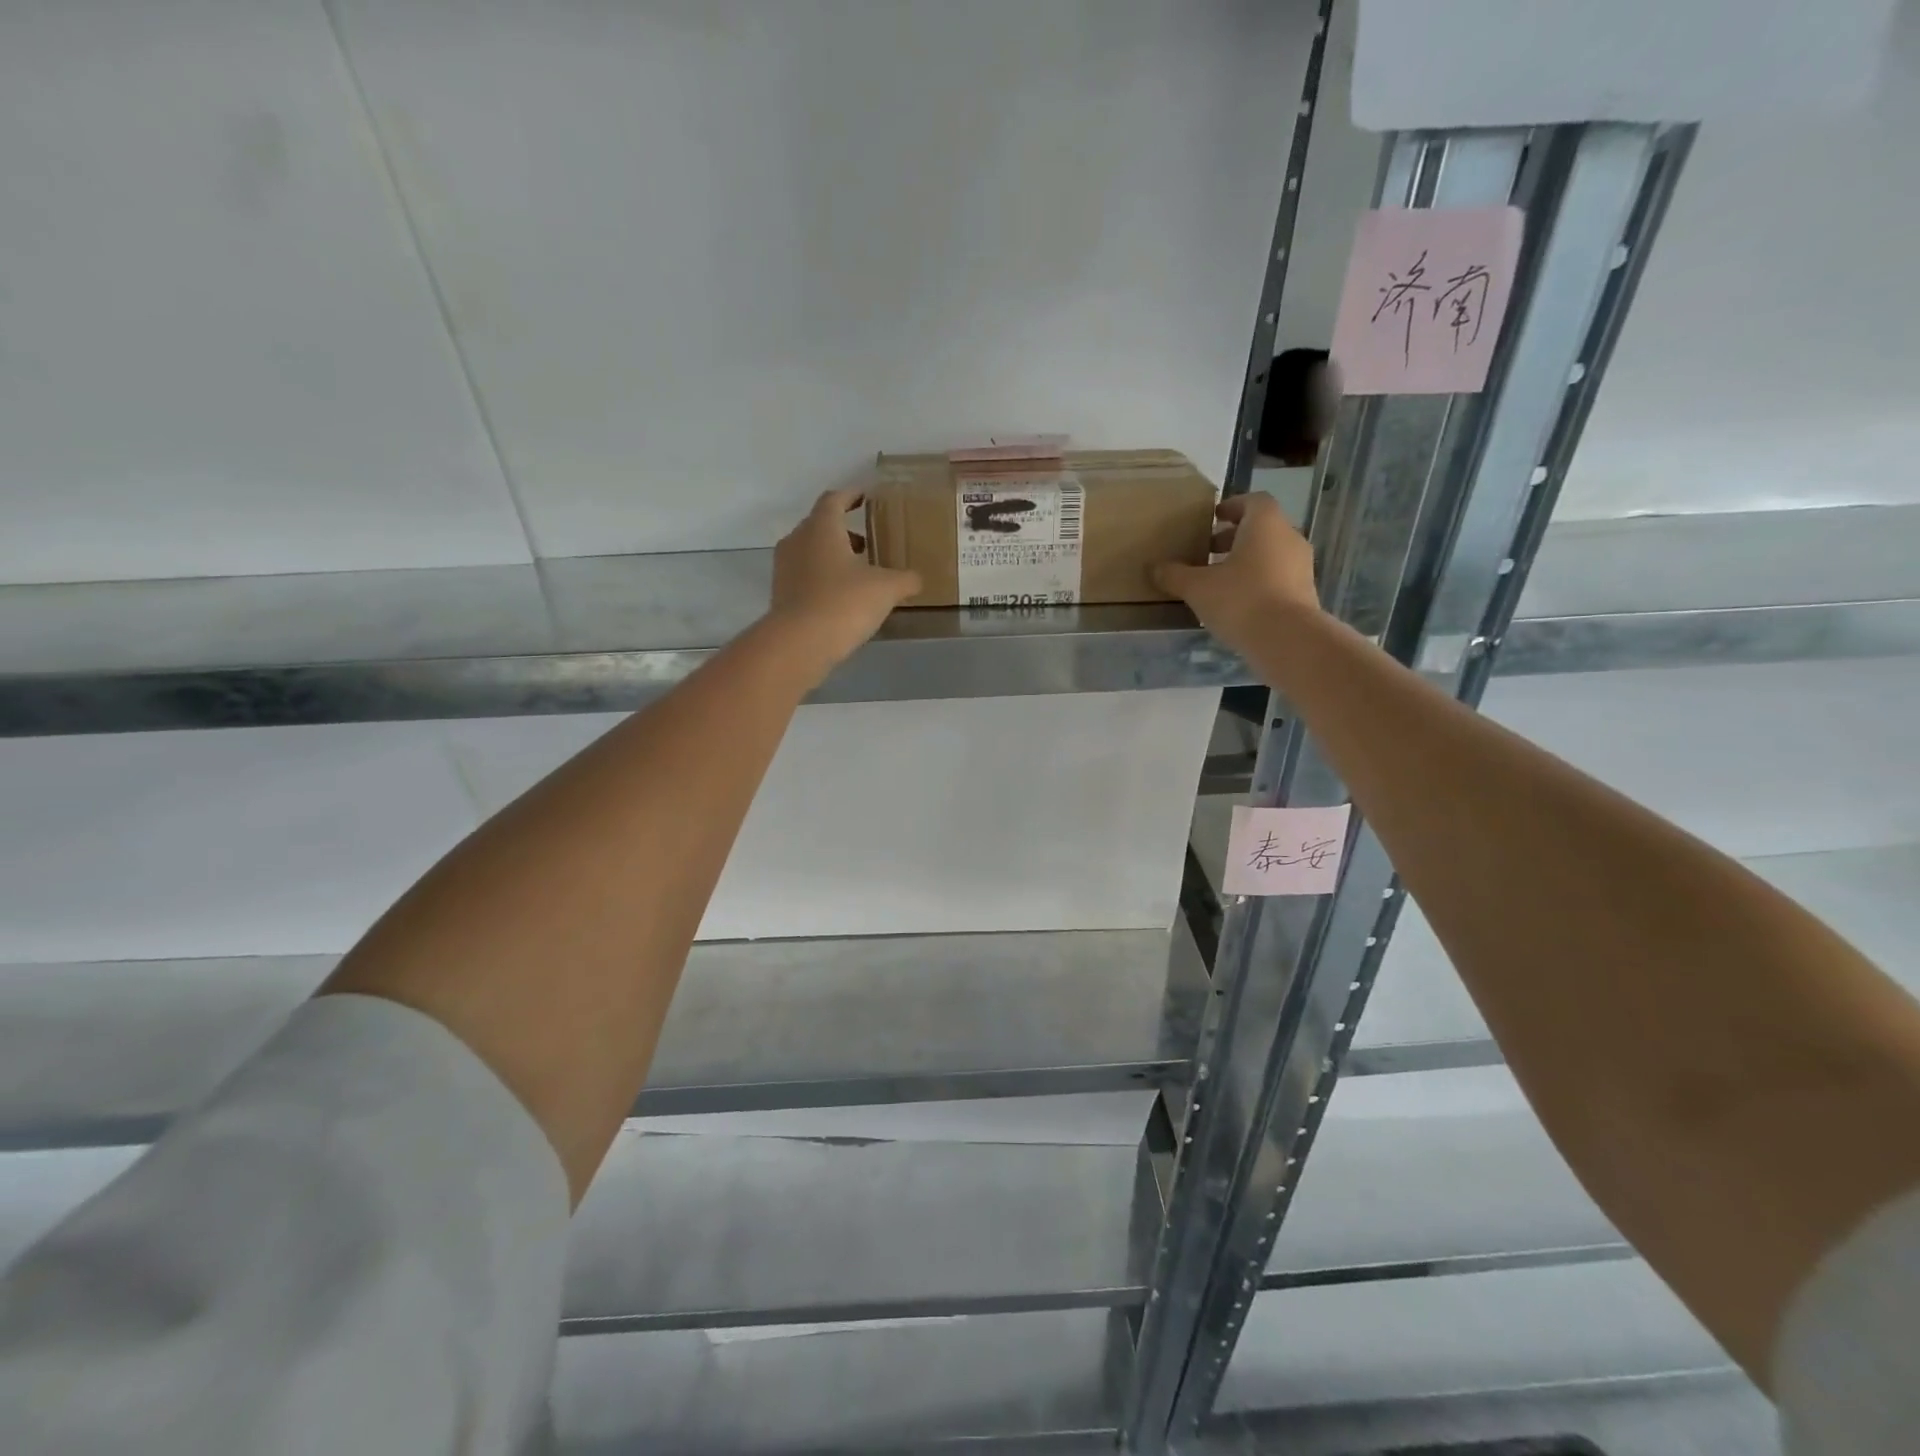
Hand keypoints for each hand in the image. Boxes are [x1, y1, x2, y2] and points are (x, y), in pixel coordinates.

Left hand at [768, 489, 922, 675]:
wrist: (799, 643)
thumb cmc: (844, 602)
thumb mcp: (886, 589)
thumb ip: (905, 579)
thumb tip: (917, 578)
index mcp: (821, 527)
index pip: (834, 499)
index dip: (851, 495)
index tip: (866, 497)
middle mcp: (798, 541)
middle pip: (820, 525)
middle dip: (844, 531)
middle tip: (868, 541)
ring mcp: (785, 568)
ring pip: (811, 552)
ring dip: (833, 556)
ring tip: (859, 572)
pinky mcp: (781, 595)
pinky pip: (805, 577)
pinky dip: (823, 579)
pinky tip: (843, 597)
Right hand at [1153, 493, 1320, 655]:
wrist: (1288, 640)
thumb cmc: (1241, 600)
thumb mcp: (1197, 588)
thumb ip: (1175, 575)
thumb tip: (1155, 568)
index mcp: (1265, 524)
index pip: (1253, 501)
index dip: (1232, 506)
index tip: (1213, 518)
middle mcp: (1289, 538)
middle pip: (1262, 528)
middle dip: (1235, 537)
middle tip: (1208, 551)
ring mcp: (1302, 566)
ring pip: (1271, 554)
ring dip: (1247, 561)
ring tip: (1220, 580)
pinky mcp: (1305, 593)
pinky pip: (1279, 577)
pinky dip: (1259, 582)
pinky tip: (1238, 603)